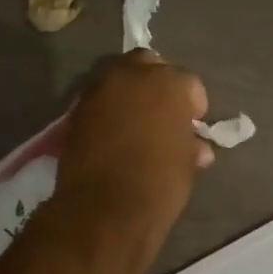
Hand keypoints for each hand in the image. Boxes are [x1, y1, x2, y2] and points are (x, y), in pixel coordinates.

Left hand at [54, 51, 211, 229]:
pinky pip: (99, 99)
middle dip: (158, 82)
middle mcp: (133, 75)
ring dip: (130, 92)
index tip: (193, 125)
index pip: (189, 83)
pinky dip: (109, 108)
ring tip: (137, 122)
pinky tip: (114, 132)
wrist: (104, 209)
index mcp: (169, 83)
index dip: (194, 105)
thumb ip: (190, 144)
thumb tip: (196, 147)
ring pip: (119, 77)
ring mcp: (100, 89)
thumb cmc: (158, 183)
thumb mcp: (186, 164)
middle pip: (149, 64)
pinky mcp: (77, 108)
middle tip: (163, 112)